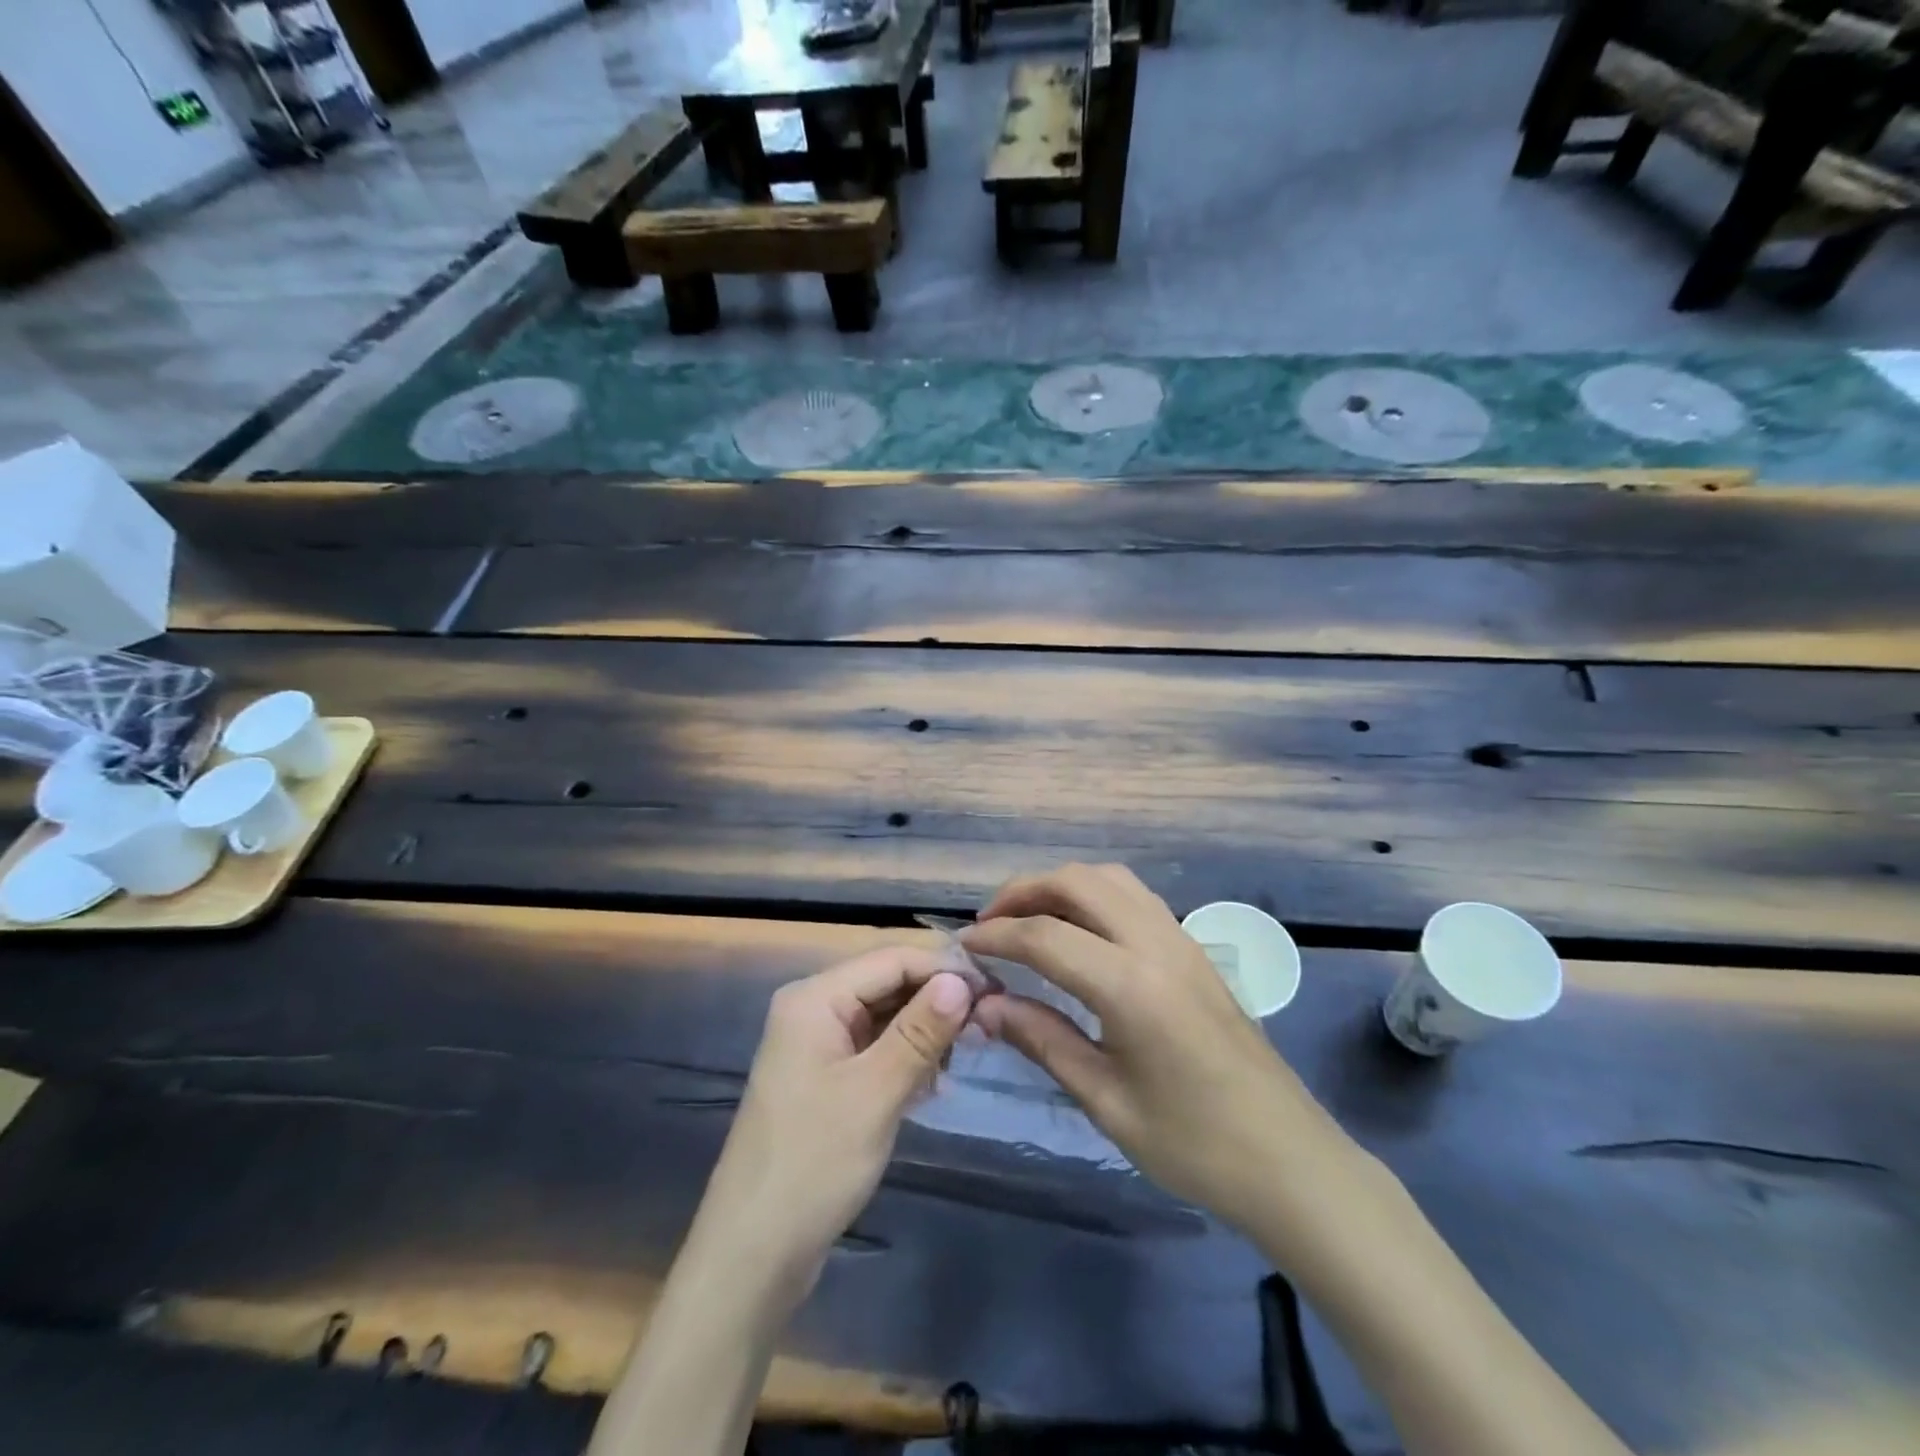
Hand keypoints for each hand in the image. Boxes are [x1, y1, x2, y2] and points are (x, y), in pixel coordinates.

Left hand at [685, 947, 974, 1311]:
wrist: (753, 1254)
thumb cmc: (813, 1163)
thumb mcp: (875, 1093)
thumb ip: (920, 1031)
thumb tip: (962, 980)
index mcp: (815, 998)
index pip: (891, 960)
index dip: (943, 969)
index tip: (994, 990)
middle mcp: (814, 1009)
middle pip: (887, 984)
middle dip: (936, 1001)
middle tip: (988, 1027)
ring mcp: (818, 1045)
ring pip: (885, 1017)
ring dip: (925, 1032)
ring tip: (964, 1057)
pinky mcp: (826, 1078)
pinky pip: (875, 1048)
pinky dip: (907, 1058)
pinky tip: (935, 1082)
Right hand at [963, 864, 1366, 1243]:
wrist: (1289, 1160)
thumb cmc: (1193, 1144)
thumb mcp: (1105, 1100)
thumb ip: (1042, 1040)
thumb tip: (985, 1004)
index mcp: (1131, 984)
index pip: (1045, 936)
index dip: (997, 935)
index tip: (964, 947)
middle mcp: (1156, 943)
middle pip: (1077, 882)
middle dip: (1024, 891)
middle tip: (990, 924)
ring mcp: (1181, 939)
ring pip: (1109, 879)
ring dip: (1061, 886)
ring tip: (1029, 920)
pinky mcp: (1195, 949)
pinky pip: (1134, 896)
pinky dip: (1093, 895)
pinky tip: (1079, 931)